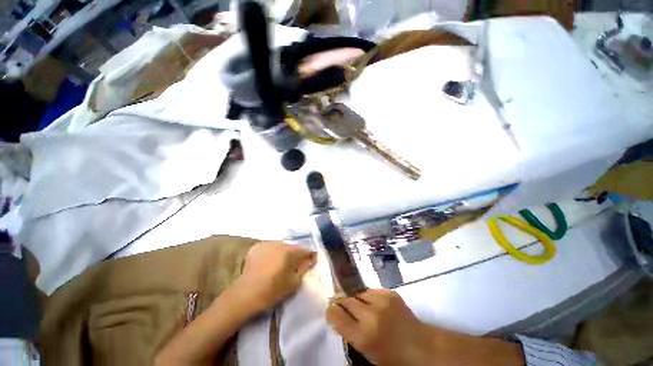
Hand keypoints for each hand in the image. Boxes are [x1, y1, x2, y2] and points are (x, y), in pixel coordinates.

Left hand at [236, 241, 315, 312]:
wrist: (245, 295)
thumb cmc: (272, 291)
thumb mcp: (293, 283)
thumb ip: (303, 269)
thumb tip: (309, 261)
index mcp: (290, 252)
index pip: (305, 250)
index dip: (311, 255)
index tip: (313, 260)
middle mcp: (279, 244)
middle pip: (293, 247)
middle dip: (296, 255)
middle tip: (295, 265)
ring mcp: (267, 244)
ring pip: (281, 246)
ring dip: (284, 253)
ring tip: (281, 264)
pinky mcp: (257, 247)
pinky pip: (270, 247)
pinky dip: (273, 253)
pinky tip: (269, 262)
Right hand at [326, 289, 435, 365]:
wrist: (421, 346)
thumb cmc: (392, 356)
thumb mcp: (367, 351)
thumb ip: (350, 332)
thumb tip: (337, 315)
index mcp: (362, 336)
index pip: (336, 316)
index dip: (331, 311)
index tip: (330, 309)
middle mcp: (370, 315)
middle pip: (346, 301)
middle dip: (342, 303)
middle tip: (342, 305)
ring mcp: (381, 301)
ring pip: (358, 293)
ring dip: (357, 300)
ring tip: (362, 307)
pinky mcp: (390, 293)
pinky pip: (371, 291)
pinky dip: (369, 297)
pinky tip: (375, 305)